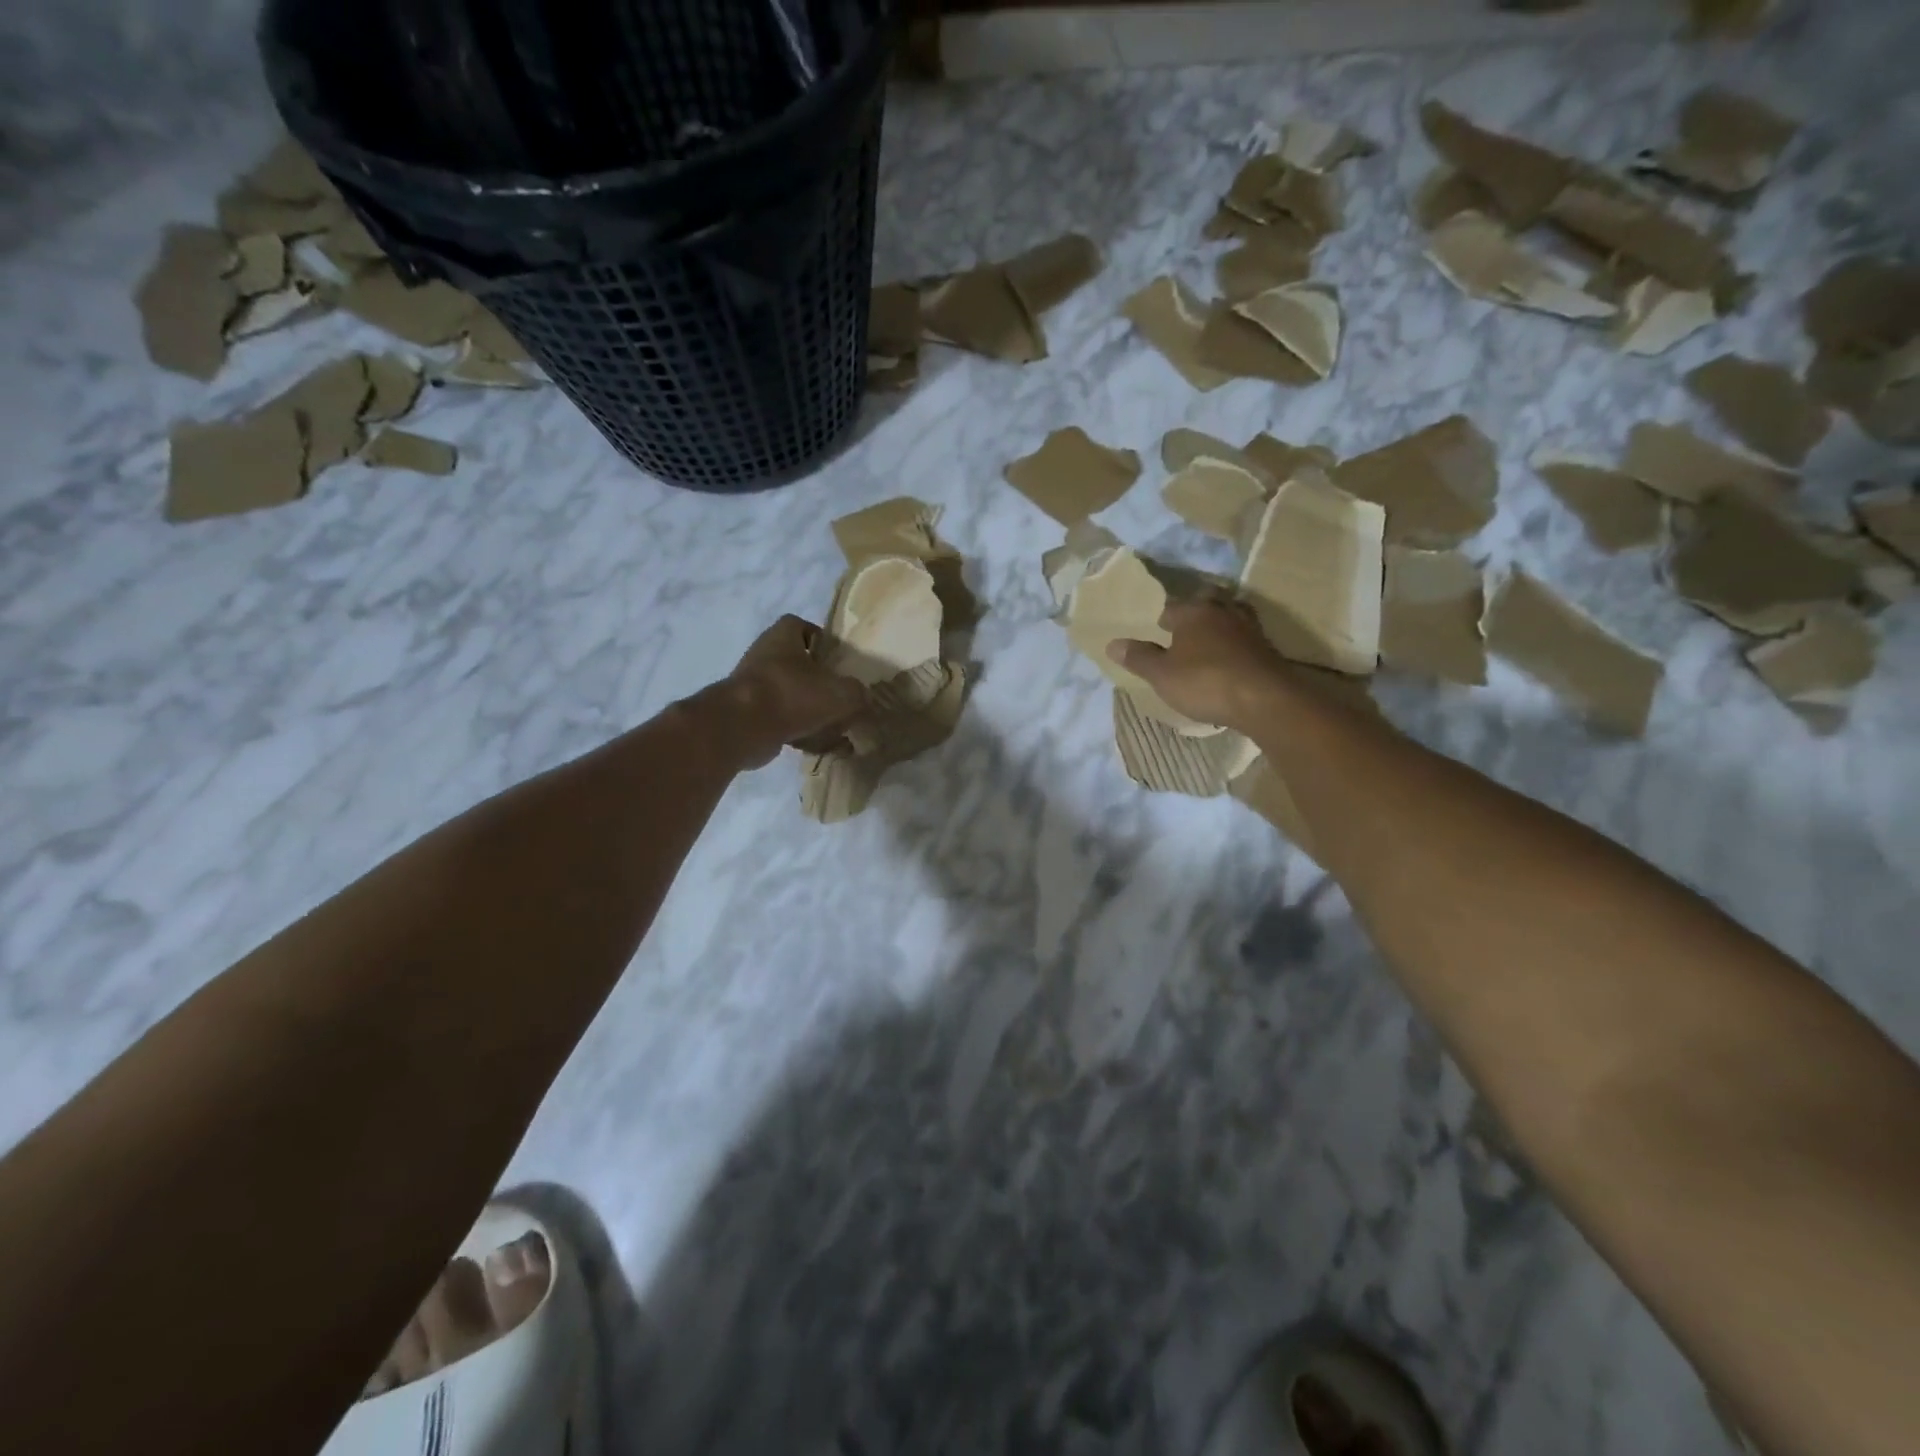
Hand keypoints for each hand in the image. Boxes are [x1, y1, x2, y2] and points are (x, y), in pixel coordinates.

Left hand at [709, 615, 870, 768]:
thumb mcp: (841, 693)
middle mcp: (763, 655)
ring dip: (808, 707)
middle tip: (840, 695)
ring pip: (788, 692)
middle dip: (817, 679)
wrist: (742, 727)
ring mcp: (752, 685)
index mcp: (782, 636)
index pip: (801, 626)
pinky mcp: (746, 714)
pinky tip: (816, 745)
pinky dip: (797, 730)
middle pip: (796, 662)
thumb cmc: (792, 695)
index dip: (820, 639)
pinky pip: (779, 718)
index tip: (837, 659)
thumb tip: (863, 699)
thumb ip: (858, 693)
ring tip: (833, 725)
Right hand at [1106, 597, 1288, 732]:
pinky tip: (1229, 658)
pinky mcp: (1266, 647)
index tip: (1154, 631)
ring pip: (1229, 615)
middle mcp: (1222, 611)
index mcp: (1193, 611)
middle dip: (1194, 611)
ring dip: (1218, 624)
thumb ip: (1138, 658)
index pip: (1169, 606)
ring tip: (1207, 641)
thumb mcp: (1162, 675)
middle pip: (1206, 601)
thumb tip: (1113, 643)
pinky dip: (1235, 643)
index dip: (1159, 618)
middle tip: (1183, 629)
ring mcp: (1248, 627)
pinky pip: (1244, 637)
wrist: (1264, 699)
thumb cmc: (1205, 682)